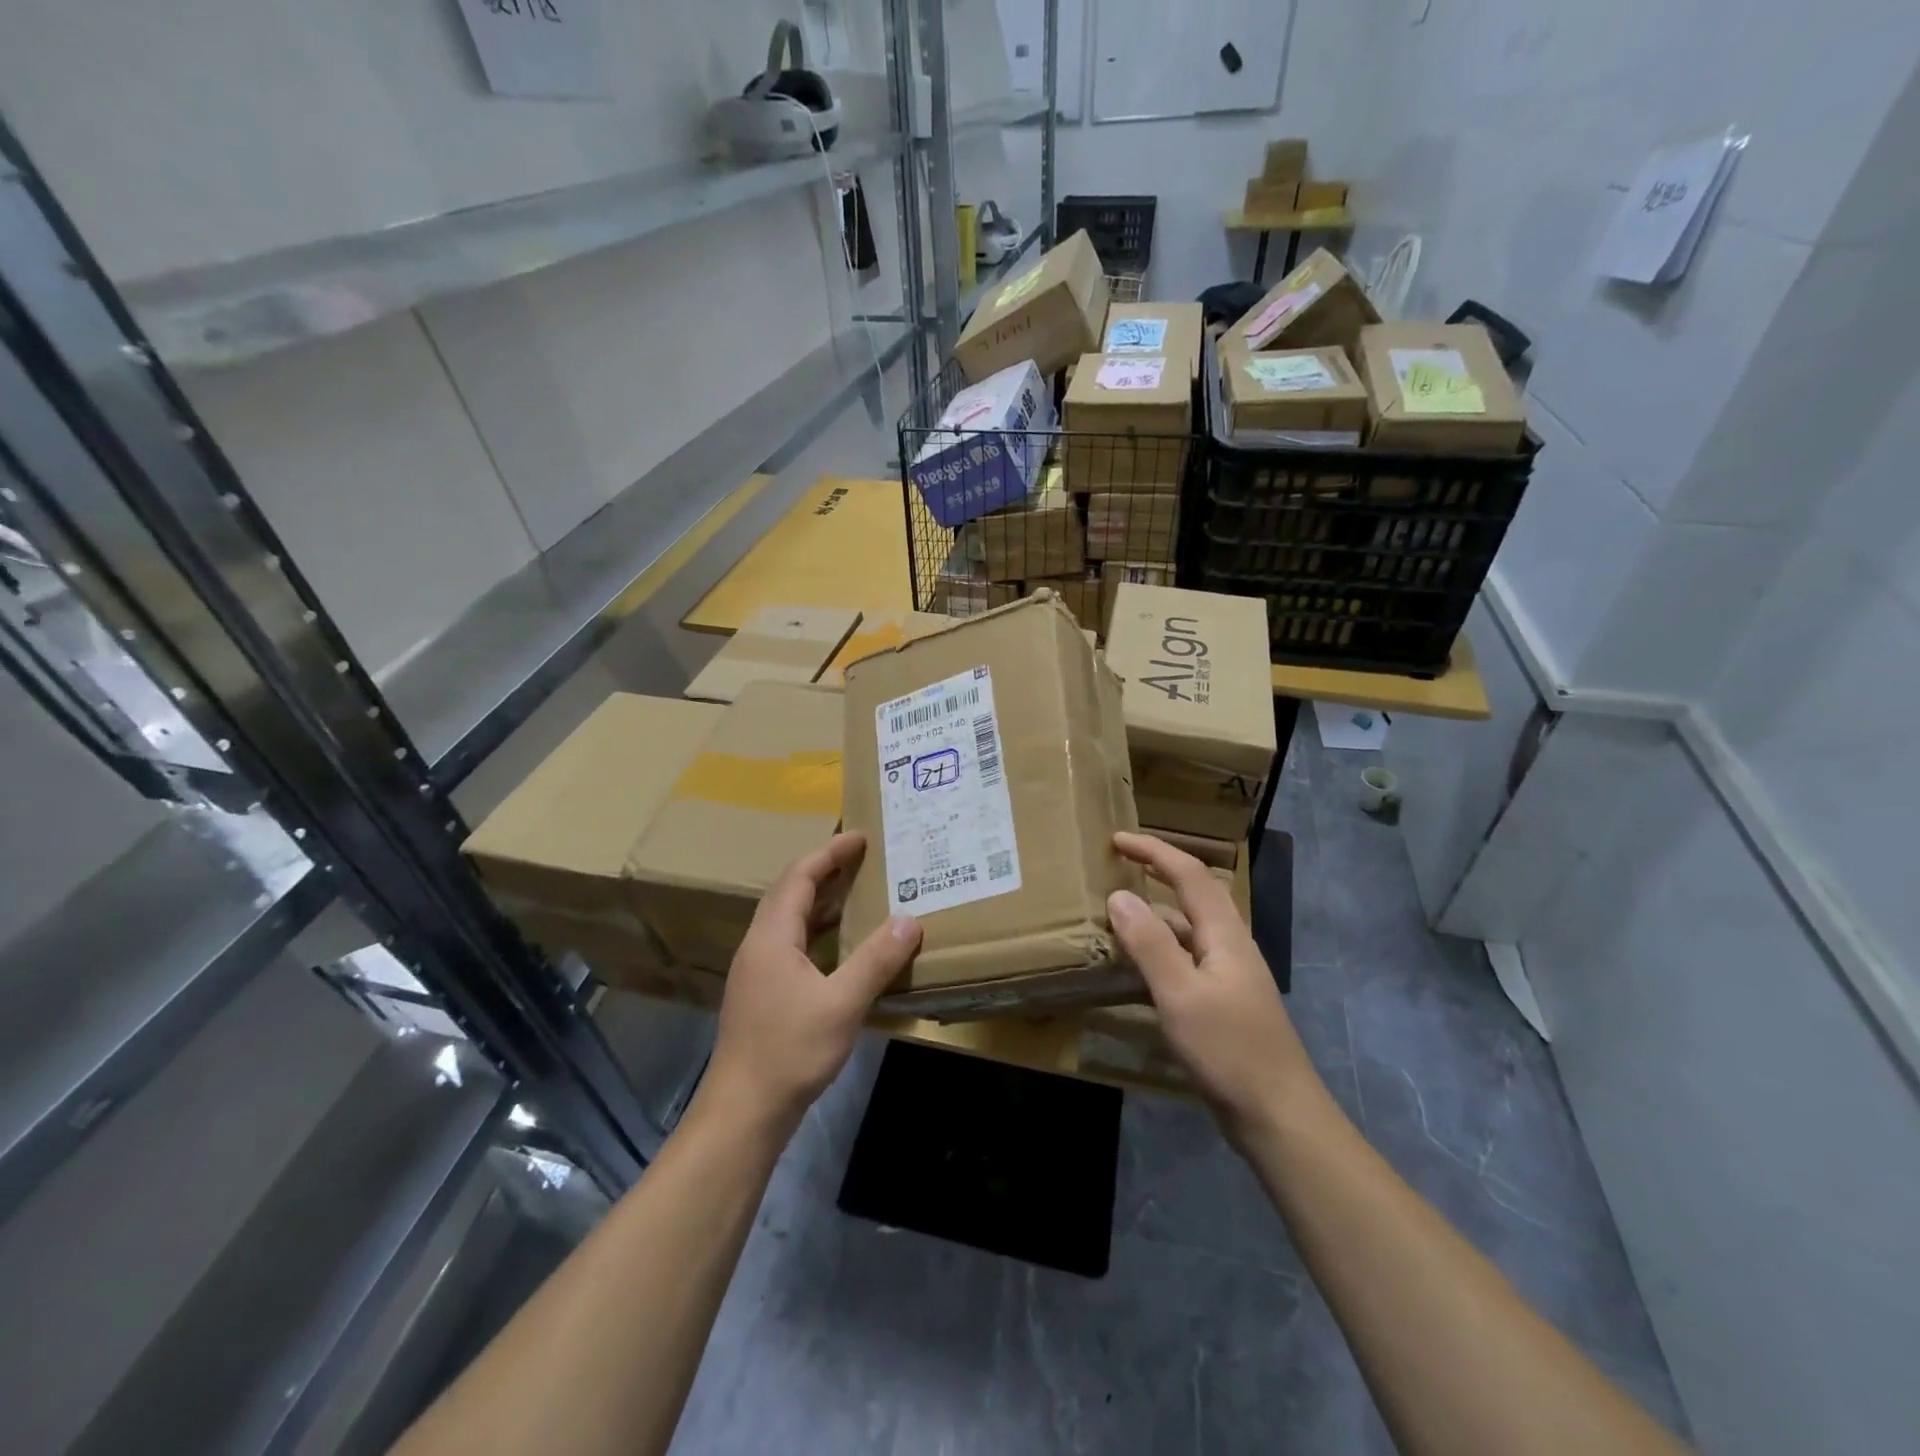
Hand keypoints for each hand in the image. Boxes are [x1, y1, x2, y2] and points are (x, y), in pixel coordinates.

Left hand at [701, 833, 921, 1138]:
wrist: (743, 1111)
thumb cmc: (791, 1051)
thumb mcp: (843, 1003)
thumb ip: (877, 960)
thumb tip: (910, 920)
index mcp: (772, 937)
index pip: (799, 877)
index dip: (829, 854)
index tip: (860, 838)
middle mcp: (759, 945)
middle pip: (789, 893)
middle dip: (825, 871)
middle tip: (862, 860)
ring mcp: (756, 971)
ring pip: (788, 920)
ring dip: (821, 901)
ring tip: (858, 894)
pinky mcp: (761, 993)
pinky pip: (791, 944)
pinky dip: (817, 931)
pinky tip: (840, 947)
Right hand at [1108, 831, 1320, 1141]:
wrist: (1279, 1117)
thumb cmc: (1230, 1051)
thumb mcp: (1181, 995)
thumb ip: (1150, 944)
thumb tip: (1119, 895)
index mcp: (1226, 935)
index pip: (1190, 875)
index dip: (1155, 851)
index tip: (1116, 840)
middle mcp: (1230, 946)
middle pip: (1194, 895)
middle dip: (1158, 871)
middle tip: (1118, 864)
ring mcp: (1229, 976)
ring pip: (1187, 930)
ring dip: (1154, 915)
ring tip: (1115, 915)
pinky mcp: (1223, 1003)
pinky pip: (1185, 960)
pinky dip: (1158, 951)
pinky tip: (1135, 969)